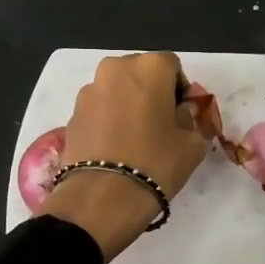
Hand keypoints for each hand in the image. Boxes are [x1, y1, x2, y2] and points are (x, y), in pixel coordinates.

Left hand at [41, 51, 209, 262]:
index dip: (180, 90)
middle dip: (151, 92)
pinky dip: (108, 120)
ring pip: (116, 90)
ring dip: (127, 105)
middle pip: (140, 73)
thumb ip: (190, 119)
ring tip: (134, 139)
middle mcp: (115, 68)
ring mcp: (89, 90)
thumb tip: (181, 113)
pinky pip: (98, 110)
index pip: (172, 66)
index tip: (181, 115)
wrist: (102, 197)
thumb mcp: (192, 144)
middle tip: (159, 124)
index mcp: (149, 67)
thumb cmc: (156, 162)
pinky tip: (114, 148)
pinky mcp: (72, 114)